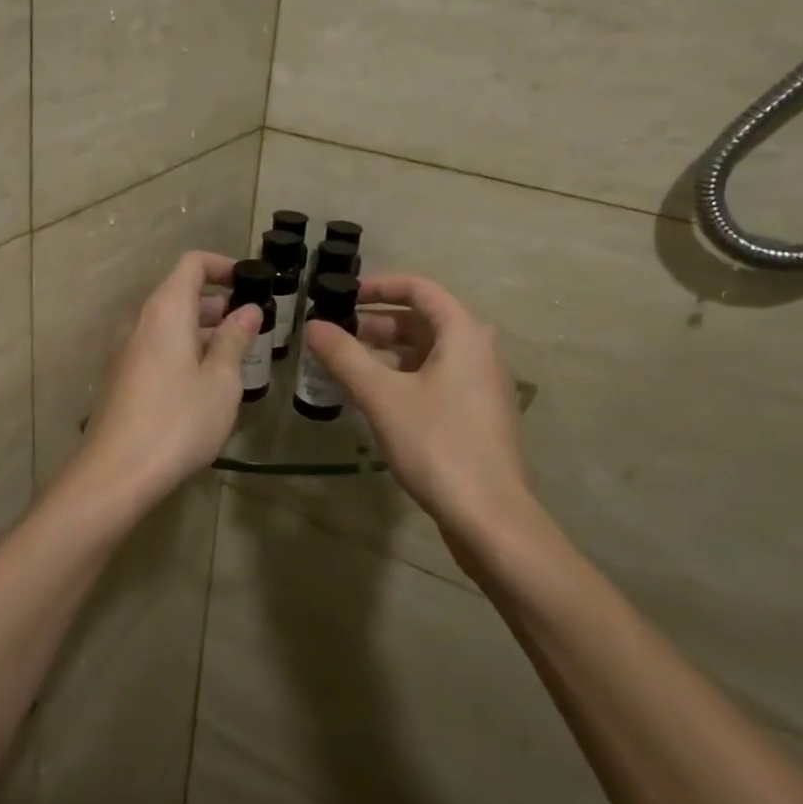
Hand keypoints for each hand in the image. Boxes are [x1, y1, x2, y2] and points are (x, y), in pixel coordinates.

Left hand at [74, 251, 260, 515]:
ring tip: (237, 358)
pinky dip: (185, 351)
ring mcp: (126, 351)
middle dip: (218, 304)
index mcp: (166, 310)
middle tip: (252, 328)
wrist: (116, 473)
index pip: (192, 264)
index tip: (251, 282)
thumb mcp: (220, 380)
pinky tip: (206, 385)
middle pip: (180, 294)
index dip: (223, 266)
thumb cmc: (178, 420)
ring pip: (170, 325)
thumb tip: (248, 310)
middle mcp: (141, 322)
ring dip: (204, 331)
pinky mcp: (122, 378)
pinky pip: (158, 348)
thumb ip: (235, 339)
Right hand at [303, 274, 550, 559]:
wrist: (489, 517)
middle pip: (422, 321)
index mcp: (464, 334)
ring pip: (426, 353)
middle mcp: (478, 351)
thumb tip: (313, 325)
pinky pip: (434, 379)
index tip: (342, 296)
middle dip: (376, 324)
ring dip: (385, 354)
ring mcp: (480, 384)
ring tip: (344, 367)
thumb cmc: (437, 444)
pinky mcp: (475, 414)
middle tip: (335, 336)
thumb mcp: (382, 396)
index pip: (419, 289)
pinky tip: (372, 398)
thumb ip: (344, 356)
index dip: (378, 286)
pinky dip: (402, 378)